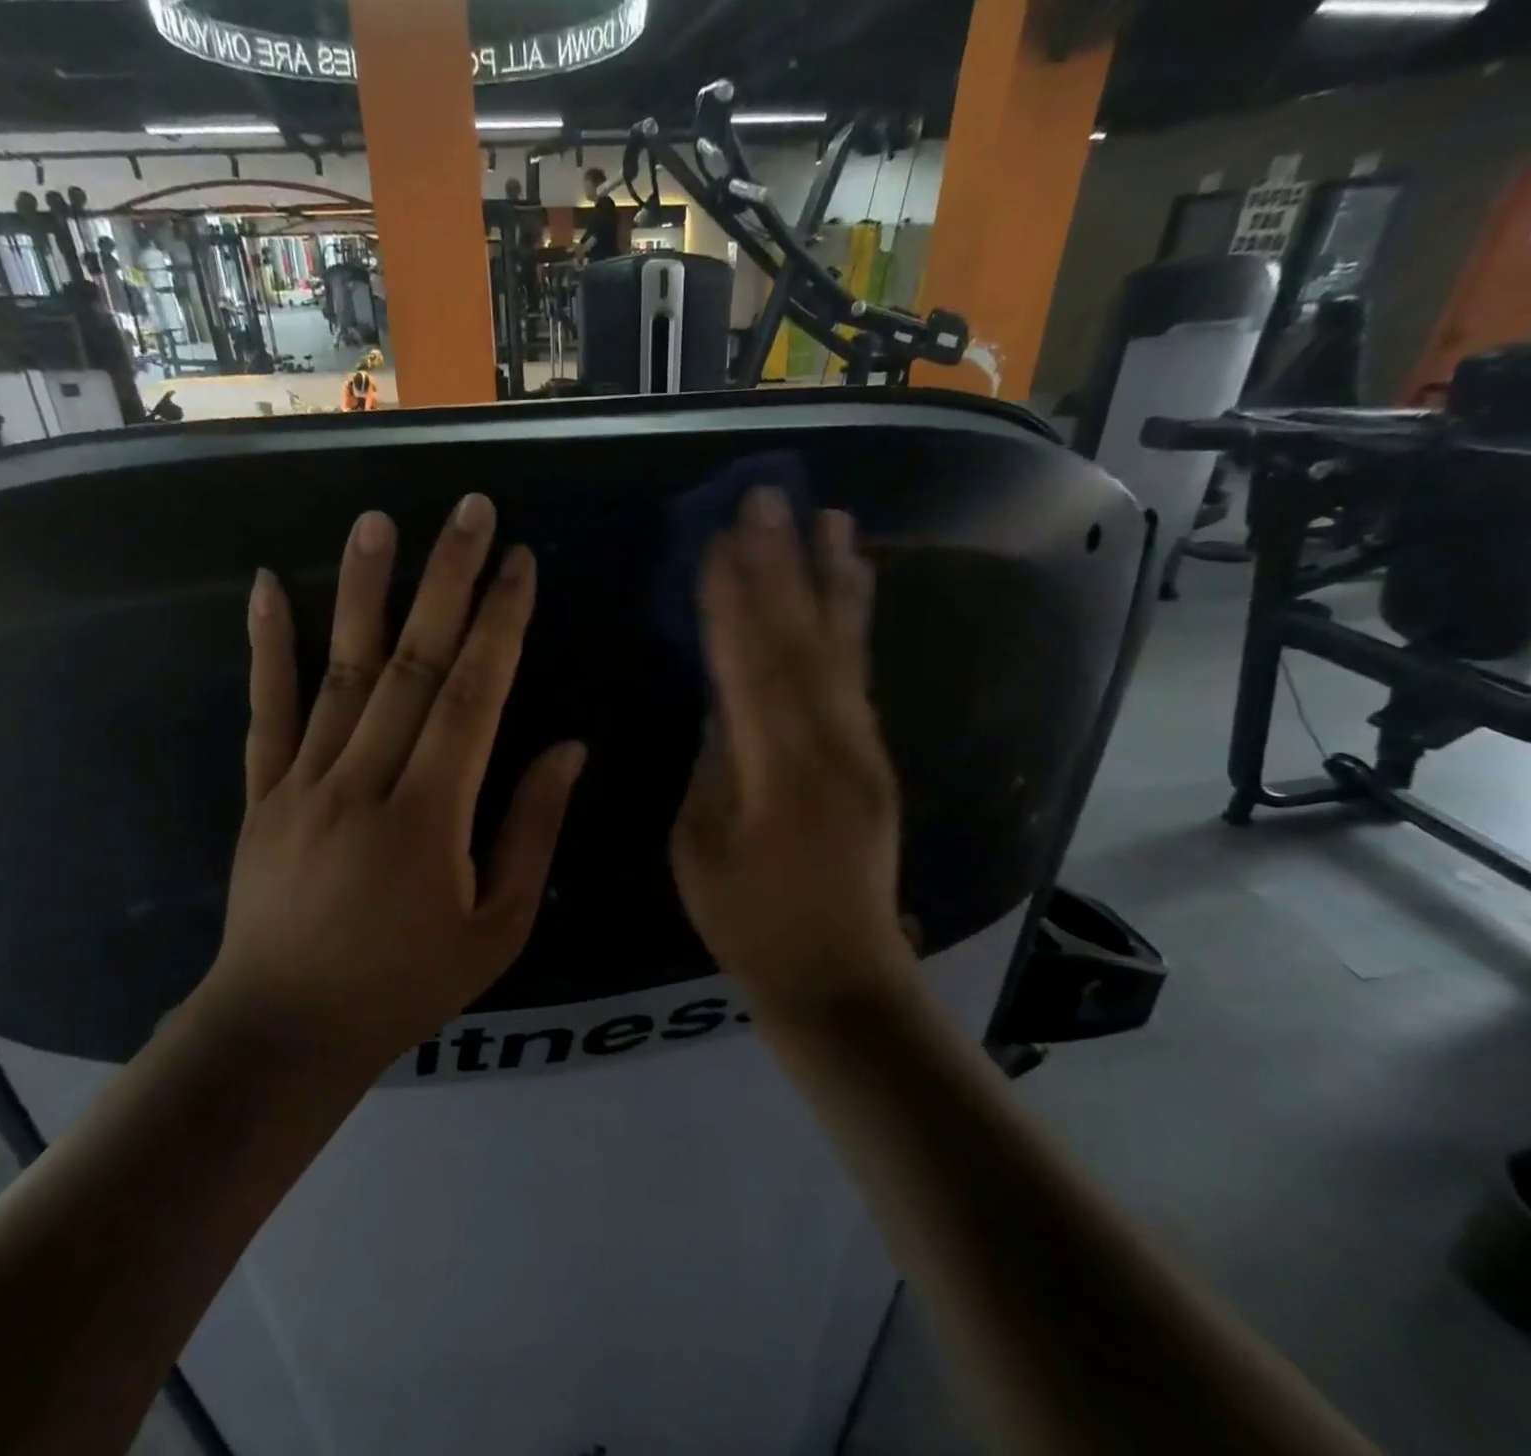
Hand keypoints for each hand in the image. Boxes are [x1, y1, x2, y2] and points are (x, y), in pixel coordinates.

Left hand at [201, 495, 585, 1057]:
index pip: (472, 697)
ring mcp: (302, 782)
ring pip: (337, 672)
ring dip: (361, 591)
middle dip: (446, 581)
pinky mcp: (261, 793)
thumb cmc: (406, 985)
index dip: (500, 625)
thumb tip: (568, 748)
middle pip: (411, 664)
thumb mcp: (496, 929)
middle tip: (468, 511)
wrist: (286, 1029)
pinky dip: (266, 647)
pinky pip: (264, 711)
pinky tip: (264, 586)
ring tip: (377, 521)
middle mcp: (363, 781)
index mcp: (429, 817)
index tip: (520, 562)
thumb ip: (531, 832)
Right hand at [670, 488, 913, 1018]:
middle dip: (783, 566)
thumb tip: (720, 698)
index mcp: (779, 773)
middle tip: (770, 498)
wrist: (841, 974)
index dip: (732, 601)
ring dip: (832, 579)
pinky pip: (859, 675)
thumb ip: (711, 762)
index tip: (717, 539)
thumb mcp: (700, 845)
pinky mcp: (876, 757)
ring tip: (830, 518)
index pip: (749, 667)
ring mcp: (864, 750)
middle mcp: (833, 747)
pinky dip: (852, 623)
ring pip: (844, 650)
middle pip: (802, 642)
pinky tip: (850, 587)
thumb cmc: (750, 921)